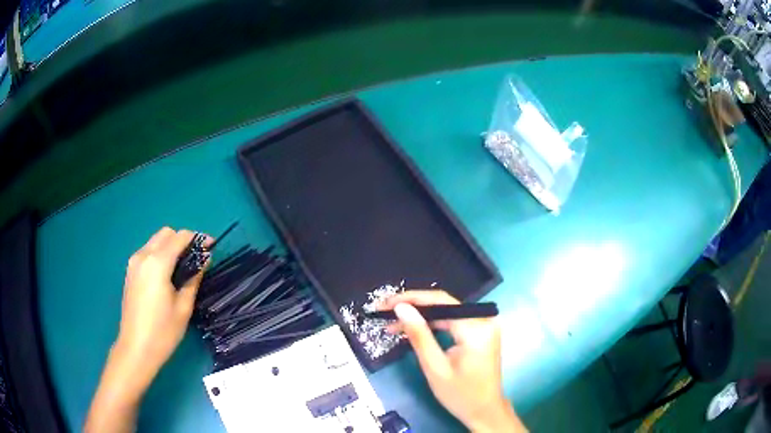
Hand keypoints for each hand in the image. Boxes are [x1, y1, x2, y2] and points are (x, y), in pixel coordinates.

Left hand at [115, 227, 208, 386]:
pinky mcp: (130, 271)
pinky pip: (148, 252)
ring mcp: (134, 263)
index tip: (211, 246)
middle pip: (166, 233)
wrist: (136, 348)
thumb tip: (203, 260)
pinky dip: (160, 254)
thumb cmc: (163, 331)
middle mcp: (143, 255)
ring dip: (171, 246)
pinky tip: (167, 274)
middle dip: (183, 240)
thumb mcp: (183, 307)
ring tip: (183, 267)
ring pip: (155, 241)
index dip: (198, 238)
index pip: (180, 237)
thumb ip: (194, 278)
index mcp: (157, 263)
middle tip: (197, 258)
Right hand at [380, 291, 525, 432]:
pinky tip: (415, 329)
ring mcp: (484, 326)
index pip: (441, 301)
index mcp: (476, 328)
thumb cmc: (461, 395)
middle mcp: (484, 320)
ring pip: (446, 313)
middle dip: (413, 308)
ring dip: (421, 317)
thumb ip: (419, 335)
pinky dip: (434, 325)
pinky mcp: (481, 333)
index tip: (386, 303)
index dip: (411, 299)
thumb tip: (401, 308)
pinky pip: (453, 322)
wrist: (485, 411)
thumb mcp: (435, 367)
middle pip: (444, 305)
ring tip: (393, 323)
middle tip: (385, 313)